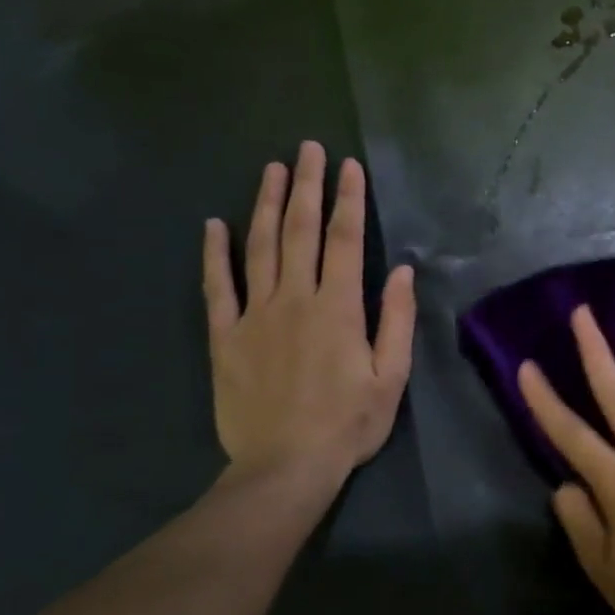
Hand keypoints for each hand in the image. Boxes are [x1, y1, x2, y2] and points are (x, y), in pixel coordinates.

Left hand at [203, 141, 415, 505]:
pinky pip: (216, 287)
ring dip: (264, 205)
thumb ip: (396, 321)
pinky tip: (214, 225)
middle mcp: (294, 300)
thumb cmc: (349, 424)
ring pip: (258, 248)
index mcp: (338, 309)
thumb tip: (399, 271)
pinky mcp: (225, 337)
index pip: (343, 241)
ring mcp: (254, 316)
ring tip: (270, 169)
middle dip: (305, 186)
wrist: (285, 466)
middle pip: (298, 232)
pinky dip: (214, 254)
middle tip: (307, 149)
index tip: (348, 166)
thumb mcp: (391, 377)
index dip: (347, 200)